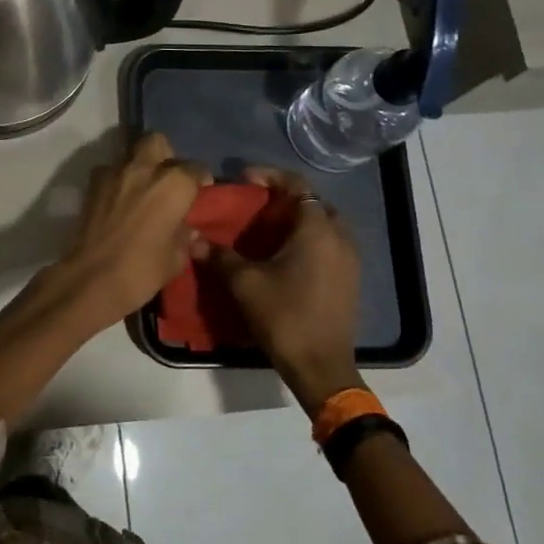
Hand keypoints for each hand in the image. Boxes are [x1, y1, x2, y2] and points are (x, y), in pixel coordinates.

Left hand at [54, 133, 208, 327]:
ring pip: (130, 154)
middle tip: (166, 180)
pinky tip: (118, 201)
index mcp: (174, 183)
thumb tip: (189, 230)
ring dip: (138, 167)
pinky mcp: (92, 184)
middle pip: (157, 142)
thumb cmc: (143, 269)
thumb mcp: (176, 258)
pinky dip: (116, 181)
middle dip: (165, 156)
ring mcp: (114, 172)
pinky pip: (109, 172)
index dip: (199, 181)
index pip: (196, 168)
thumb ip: (186, 236)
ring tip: (140, 191)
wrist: (92, 278)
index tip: (199, 195)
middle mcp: (145, 168)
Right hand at [203, 167, 362, 413]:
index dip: (269, 176)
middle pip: (313, 202)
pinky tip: (284, 255)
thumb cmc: (284, 316)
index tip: (244, 179)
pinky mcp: (350, 278)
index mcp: (316, 229)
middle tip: (256, 204)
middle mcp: (339, 236)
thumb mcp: (244, 284)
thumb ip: (220, 256)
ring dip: (298, 219)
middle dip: (285, 197)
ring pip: (324, 224)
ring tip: (267, 229)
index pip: (297, 185)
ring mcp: (349, 259)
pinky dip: (309, 239)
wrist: (321, 367)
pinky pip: (329, 244)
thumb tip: (193, 239)